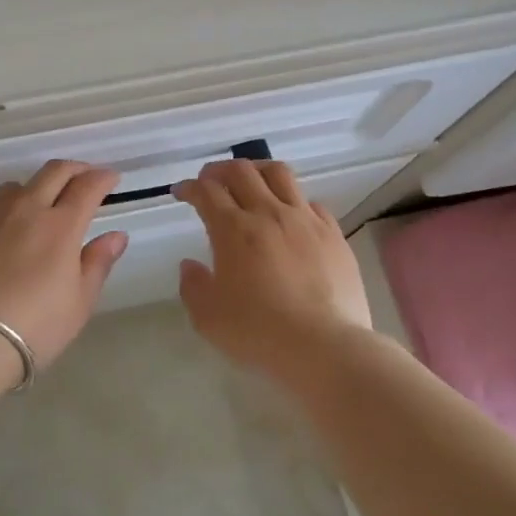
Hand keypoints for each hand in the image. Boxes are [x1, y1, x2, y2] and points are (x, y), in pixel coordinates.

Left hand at [0, 161, 129, 367]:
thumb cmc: (32, 327)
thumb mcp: (78, 303)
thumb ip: (97, 263)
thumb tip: (116, 236)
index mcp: (59, 225)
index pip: (87, 187)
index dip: (102, 178)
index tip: (110, 178)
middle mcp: (22, 209)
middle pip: (52, 172)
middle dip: (73, 169)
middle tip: (82, 177)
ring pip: (12, 189)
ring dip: (32, 191)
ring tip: (35, 210)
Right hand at [172, 158, 372, 373]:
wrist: (324, 346)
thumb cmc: (258, 332)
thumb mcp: (208, 317)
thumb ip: (193, 286)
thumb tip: (190, 265)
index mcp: (233, 230)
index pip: (207, 192)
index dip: (190, 187)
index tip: (181, 192)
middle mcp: (269, 214)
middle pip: (242, 171)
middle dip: (220, 170)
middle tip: (210, 179)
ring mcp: (305, 221)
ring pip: (280, 174)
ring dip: (258, 170)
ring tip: (251, 180)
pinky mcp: (333, 234)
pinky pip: (311, 203)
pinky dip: (294, 201)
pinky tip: (291, 215)